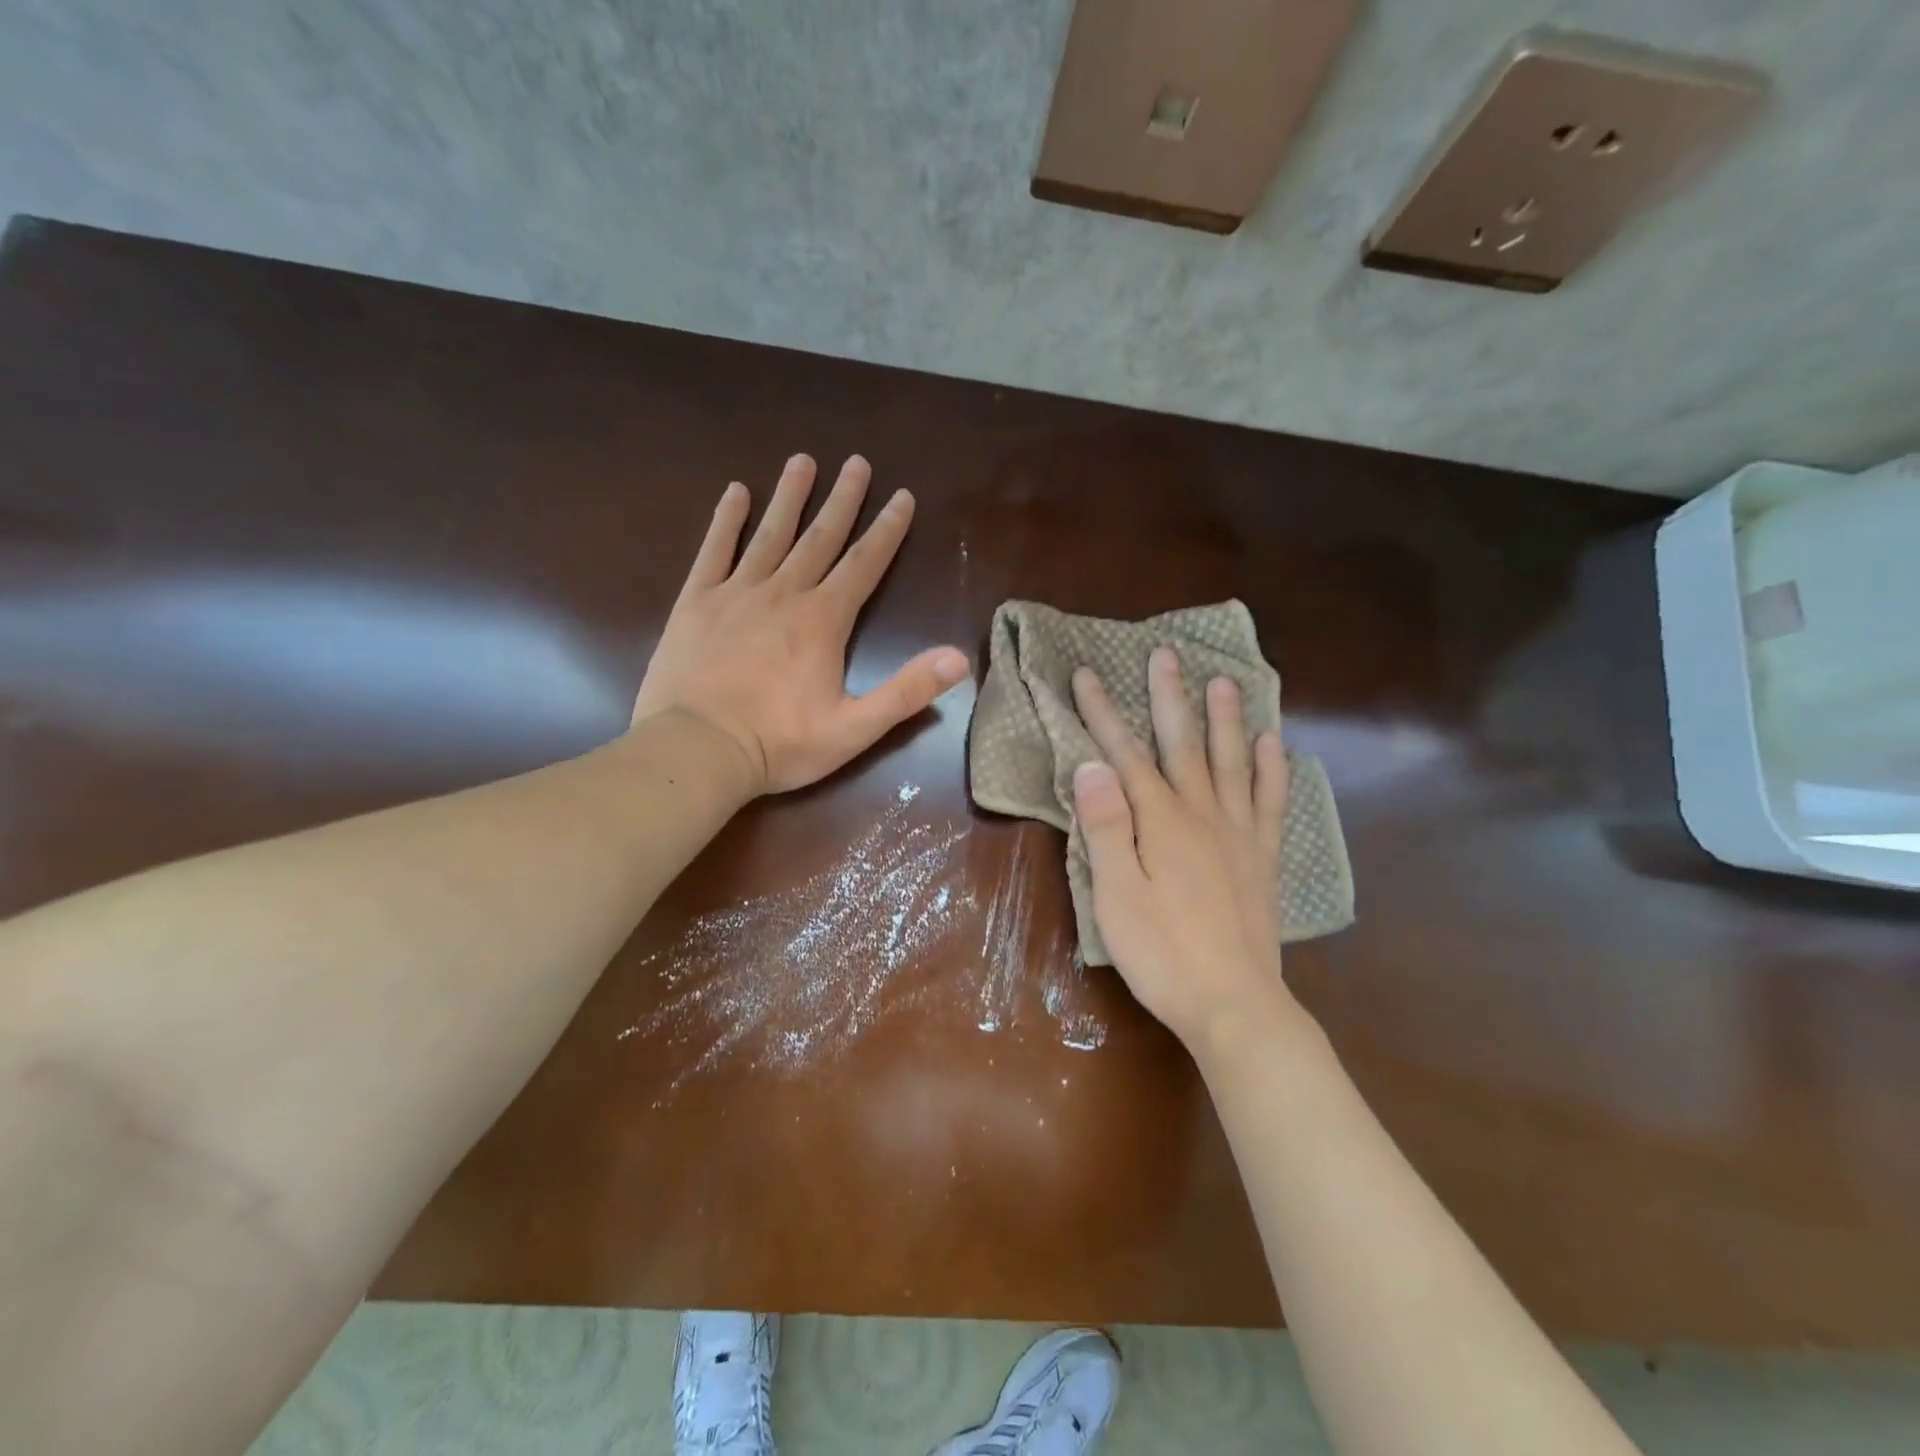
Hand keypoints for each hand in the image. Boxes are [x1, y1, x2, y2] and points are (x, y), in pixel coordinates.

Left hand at [632, 454, 970, 794]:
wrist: (697, 750)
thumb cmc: (779, 743)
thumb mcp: (855, 728)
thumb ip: (907, 691)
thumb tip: (959, 659)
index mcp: (823, 620)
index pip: (864, 564)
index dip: (887, 530)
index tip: (902, 497)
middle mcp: (783, 593)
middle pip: (821, 537)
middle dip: (843, 500)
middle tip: (857, 462)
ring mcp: (736, 593)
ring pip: (770, 534)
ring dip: (790, 496)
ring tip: (803, 461)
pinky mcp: (696, 602)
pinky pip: (714, 550)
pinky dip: (726, 519)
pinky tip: (736, 493)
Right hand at [1070, 647, 1294, 1050]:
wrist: (1233, 1003)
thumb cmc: (1161, 953)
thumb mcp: (1115, 894)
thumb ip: (1104, 827)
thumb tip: (1091, 765)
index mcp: (1159, 821)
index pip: (1124, 754)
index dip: (1102, 714)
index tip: (1086, 675)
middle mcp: (1202, 814)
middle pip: (1182, 745)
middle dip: (1169, 698)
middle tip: (1167, 654)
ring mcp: (1238, 834)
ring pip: (1231, 762)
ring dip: (1225, 719)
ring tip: (1225, 681)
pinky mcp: (1261, 858)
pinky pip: (1269, 803)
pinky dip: (1272, 770)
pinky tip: (1273, 745)